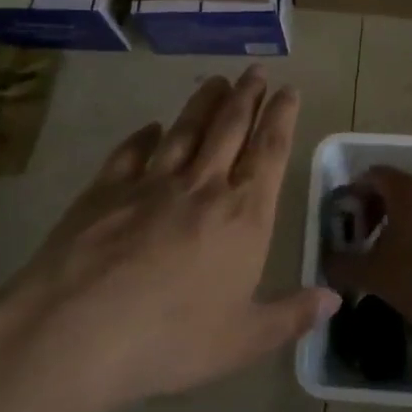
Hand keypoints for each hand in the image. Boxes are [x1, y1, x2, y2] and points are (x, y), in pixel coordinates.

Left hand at [0, 68, 336, 411]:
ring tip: (216, 80)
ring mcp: (150, 184)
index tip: (289, 89)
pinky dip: (145, 136)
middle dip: (246, 97)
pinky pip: (131, 152)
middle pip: (229, 129)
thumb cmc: (171, 339)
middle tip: (255, 71)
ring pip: (185, 131)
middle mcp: (202, 188)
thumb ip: (291, 316)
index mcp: (243, 217)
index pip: (269, 153)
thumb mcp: (243, 340)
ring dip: (203, 103)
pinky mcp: (104, 190)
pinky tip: (151, 127)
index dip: (282, 117)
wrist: (77, 331)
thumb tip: (335, 300)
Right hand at [320, 167, 411, 329]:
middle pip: (396, 190)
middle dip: (373, 210)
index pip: (375, 174)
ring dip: (395, 225)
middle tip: (359, 238)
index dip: (354, 191)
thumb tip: (326, 262)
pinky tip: (410, 268)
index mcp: (408, 192)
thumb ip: (343, 264)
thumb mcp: (372, 274)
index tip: (342, 217)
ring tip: (382, 256)